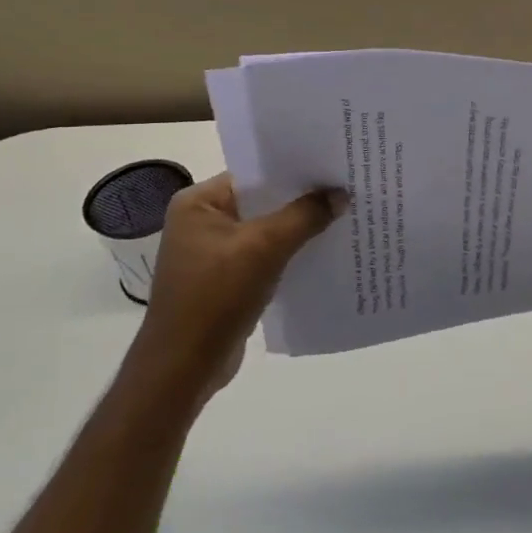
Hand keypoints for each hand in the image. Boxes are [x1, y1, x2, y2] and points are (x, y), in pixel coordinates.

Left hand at [128, 173, 345, 405]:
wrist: (184, 366)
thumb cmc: (216, 297)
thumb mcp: (264, 248)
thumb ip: (304, 216)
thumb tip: (341, 193)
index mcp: (198, 203)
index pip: (255, 174)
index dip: (295, 169)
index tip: (334, 166)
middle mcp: (202, 221)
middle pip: (263, 200)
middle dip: (302, 199)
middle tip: (347, 187)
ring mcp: (212, 252)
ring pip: (266, 229)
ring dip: (299, 228)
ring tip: (343, 216)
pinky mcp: (226, 279)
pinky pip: (264, 255)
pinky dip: (290, 253)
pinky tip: (322, 251)